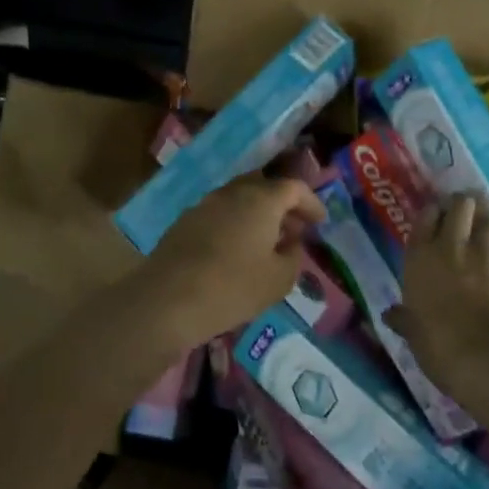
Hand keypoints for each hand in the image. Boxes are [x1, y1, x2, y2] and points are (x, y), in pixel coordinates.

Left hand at [136, 175, 325, 350]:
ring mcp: (204, 205)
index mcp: (261, 200)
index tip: (320, 221)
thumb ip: (294, 256)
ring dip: (257, 214)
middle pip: (264, 187)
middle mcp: (232, 193)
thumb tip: (290, 243)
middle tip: (294, 229)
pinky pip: (219, 214)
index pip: (294, 188)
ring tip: (266, 242)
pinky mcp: (184, 222)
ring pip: (239, 199)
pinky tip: (236, 250)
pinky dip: (235, 224)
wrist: (167, 300)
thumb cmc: (233, 288)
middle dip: (283, 205)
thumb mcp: (279, 280)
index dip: (311, 202)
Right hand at [387, 194, 488, 366]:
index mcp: (420, 258)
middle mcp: (451, 246)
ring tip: (485, 229)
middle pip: (461, 206)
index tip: (436, 214)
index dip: (432, 212)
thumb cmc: (435, 342)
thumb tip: (389, 315)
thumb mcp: (412, 331)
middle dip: (463, 206)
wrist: (482, 353)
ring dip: (486, 222)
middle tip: (464, 213)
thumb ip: (403, 318)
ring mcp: (485, 253)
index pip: (425, 217)